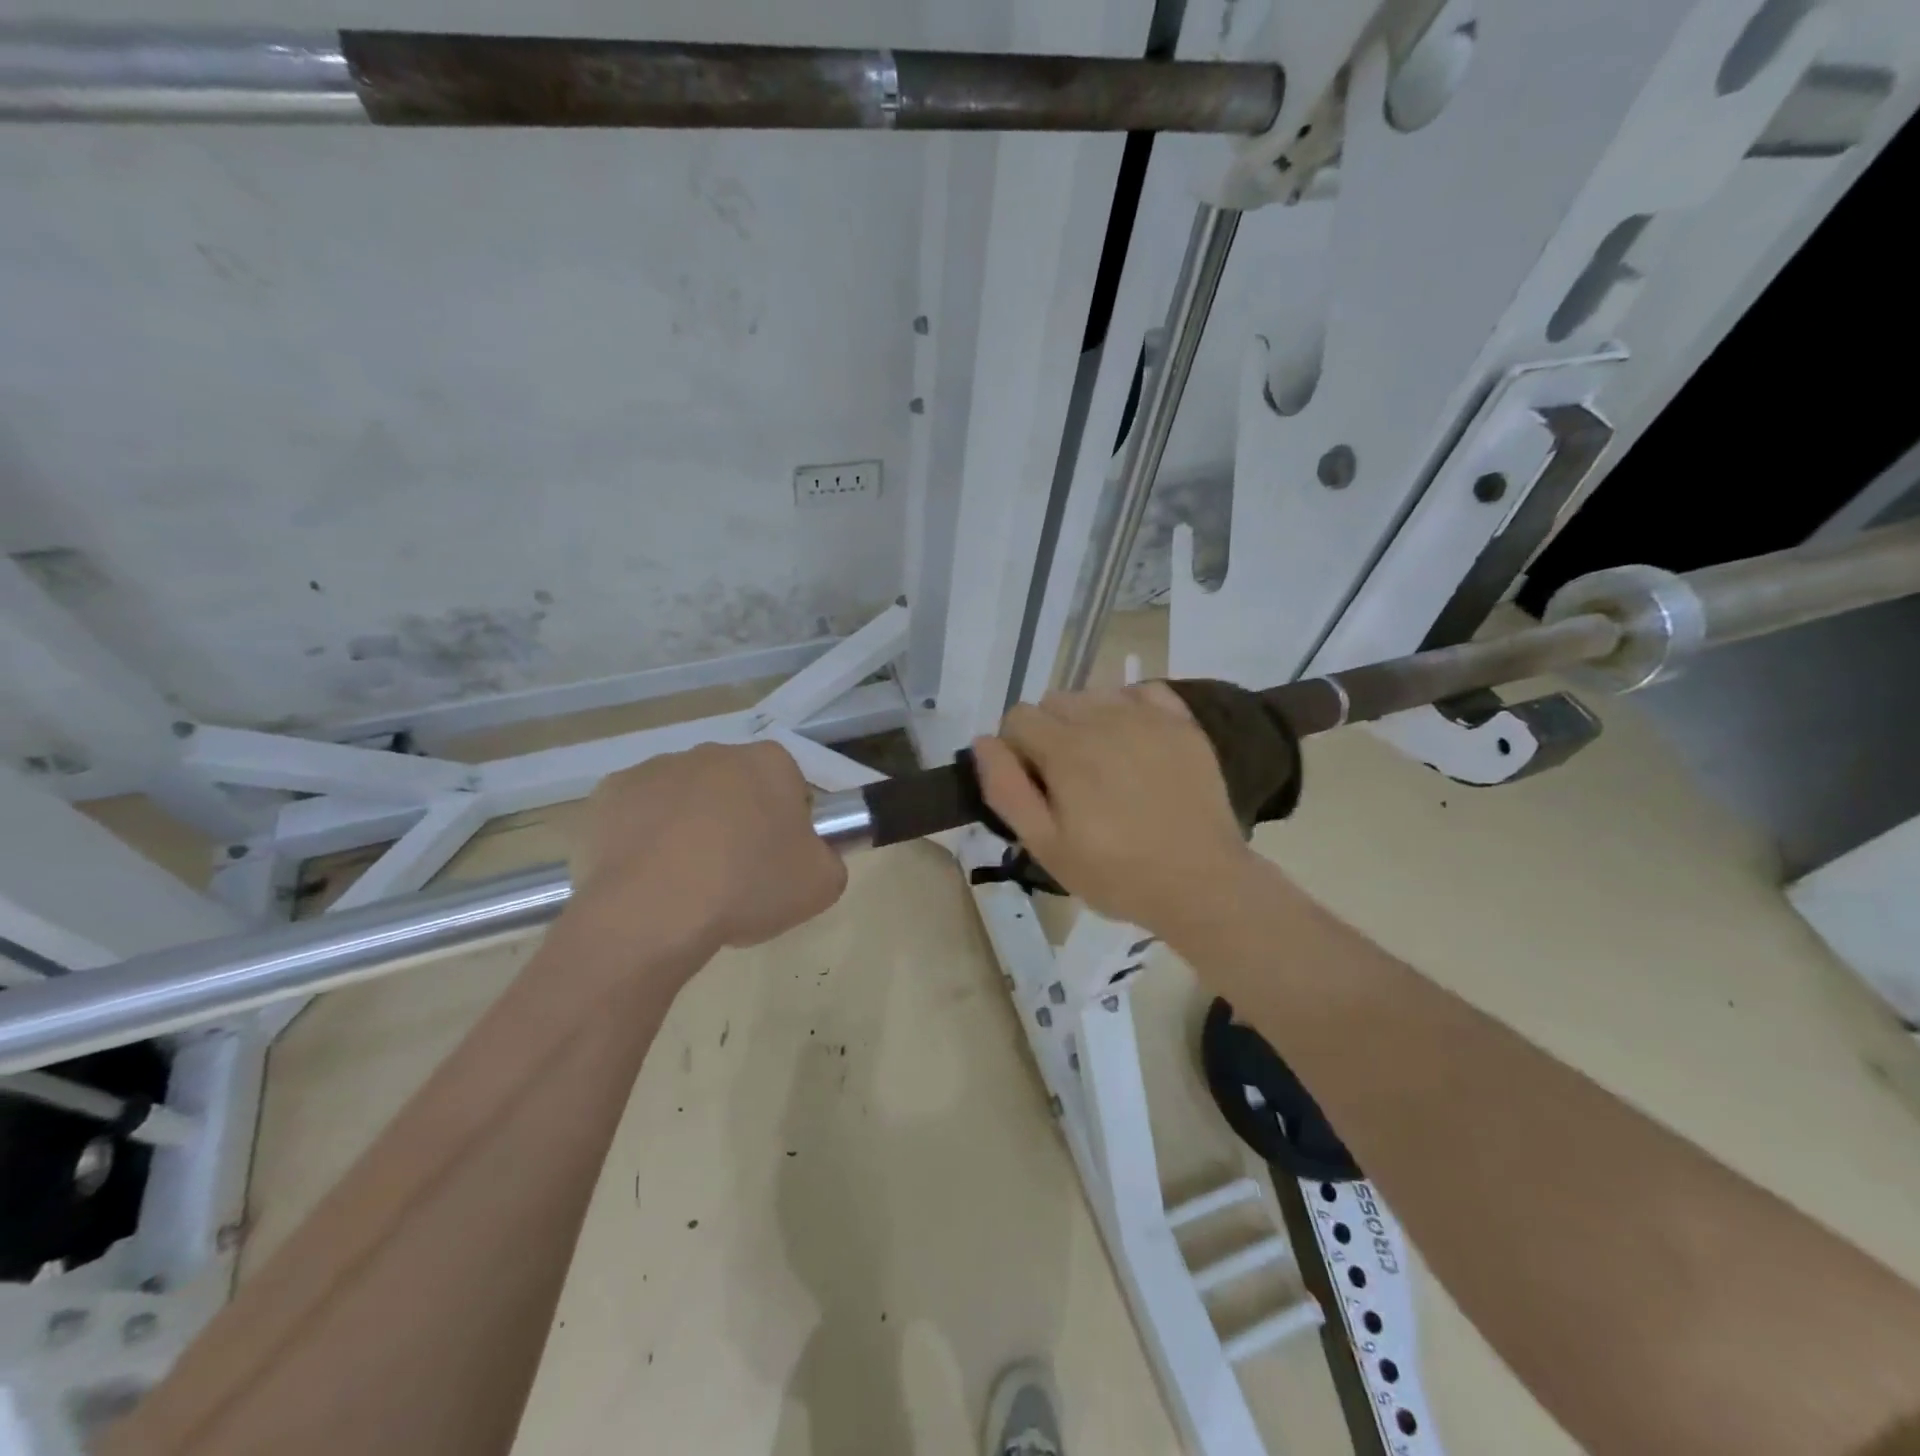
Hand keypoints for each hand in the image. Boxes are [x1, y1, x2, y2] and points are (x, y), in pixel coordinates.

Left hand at [572, 741, 846, 953]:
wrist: (653, 911)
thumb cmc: (748, 888)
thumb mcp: (822, 884)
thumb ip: (828, 858)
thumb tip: (811, 855)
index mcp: (769, 763)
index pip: (789, 786)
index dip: (786, 825)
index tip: (777, 862)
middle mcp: (714, 752)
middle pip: (735, 787)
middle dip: (737, 820)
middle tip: (735, 875)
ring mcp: (656, 768)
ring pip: (683, 798)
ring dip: (688, 827)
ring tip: (684, 882)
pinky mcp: (610, 793)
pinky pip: (636, 814)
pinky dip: (643, 838)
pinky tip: (646, 877)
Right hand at [971, 684, 1261, 940]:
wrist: (1201, 884)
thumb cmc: (1116, 874)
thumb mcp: (1045, 846)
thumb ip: (1006, 789)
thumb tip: (983, 742)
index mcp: (1066, 748)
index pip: (1017, 717)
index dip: (1015, 750)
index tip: (1033, 785)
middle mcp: (1104, 718)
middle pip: (1053, 701)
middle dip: (1047, 733)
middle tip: (1066, 780)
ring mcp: (1148, 716)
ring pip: (1094, 694)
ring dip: (1085, 719)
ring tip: (1101, 764)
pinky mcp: (1182, 723)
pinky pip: (1141, 691)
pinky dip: (1128, 707)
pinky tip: (1134, 742)